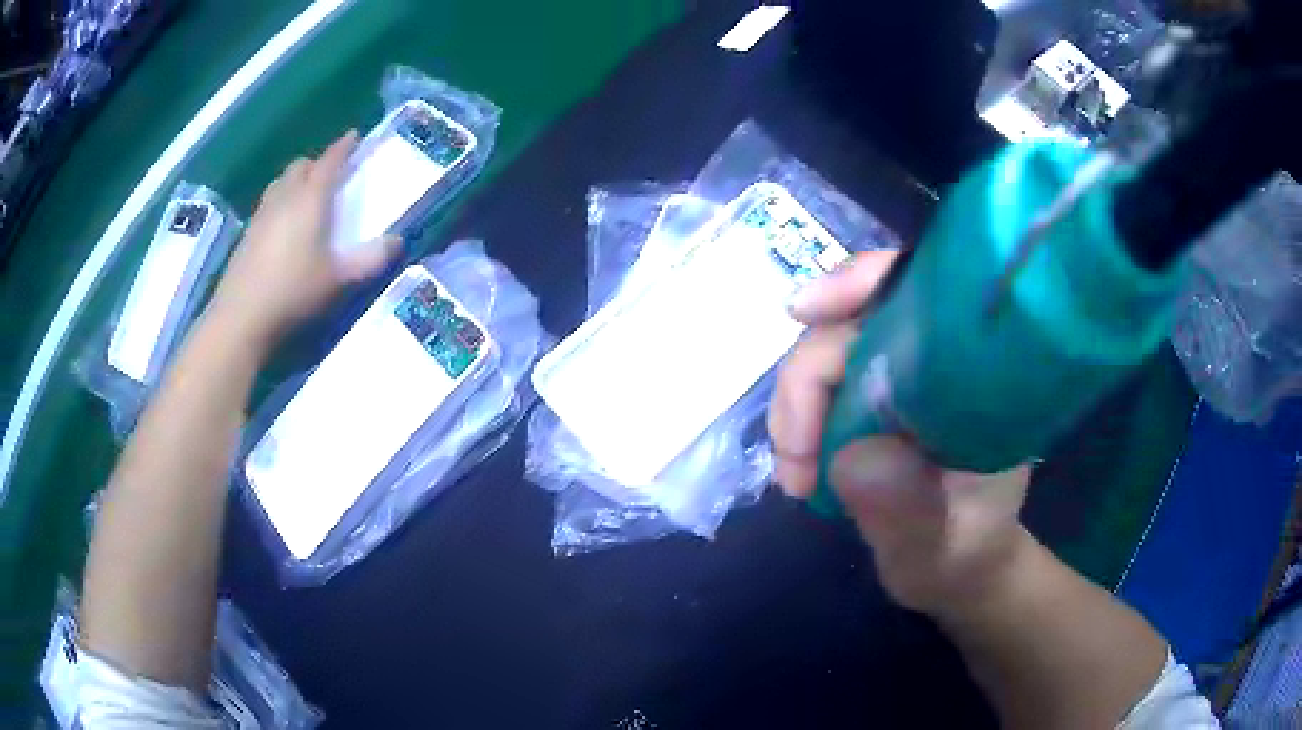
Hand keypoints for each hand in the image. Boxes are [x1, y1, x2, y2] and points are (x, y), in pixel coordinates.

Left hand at [208, 131, 399, 350]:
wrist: (242, 316)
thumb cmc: (293, 291)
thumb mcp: (338, 279)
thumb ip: (369, 260)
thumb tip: (398, 241)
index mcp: (310, 199)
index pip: (329, 161)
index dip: (343, 147)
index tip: (355, 136)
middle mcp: (285, 197)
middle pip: (301, 166)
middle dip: (317, 163)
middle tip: (331, 174)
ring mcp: (262, 213)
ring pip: (281, 182)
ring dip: (296, 179)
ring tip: (306, 194)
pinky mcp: (247, 233)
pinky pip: (268, 202)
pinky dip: (280, 200)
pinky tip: (283, 224)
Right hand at [770, 251, 1032, 615]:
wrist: (962, 570)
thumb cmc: (963, 556)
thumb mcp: (938, 548)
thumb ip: (907, 511)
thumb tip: (852, 457)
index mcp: (980, 377)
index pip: (922, 292)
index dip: (863, 283)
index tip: (805, 311)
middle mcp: (941, 361)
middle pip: (857, 319)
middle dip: (806, 380)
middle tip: (794, 462)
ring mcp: (906, 377)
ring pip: (829, 350)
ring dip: (795, 405)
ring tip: (796, 476)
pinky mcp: (879, 397)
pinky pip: (825, 381)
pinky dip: (799, 415)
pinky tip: (798, 459)